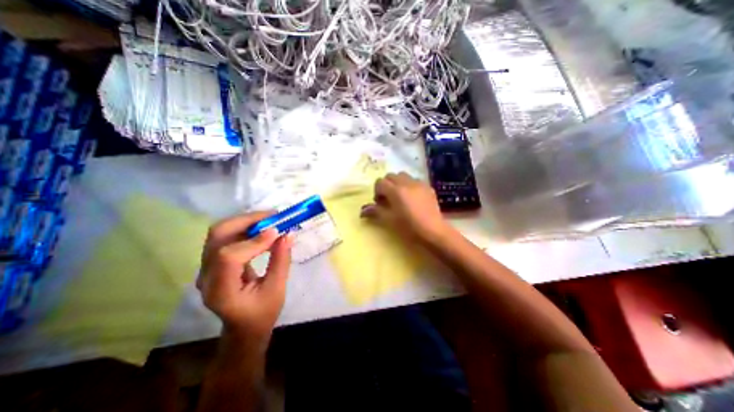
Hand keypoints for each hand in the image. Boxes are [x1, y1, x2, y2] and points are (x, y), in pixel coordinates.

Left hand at [199, 210, 293, 342]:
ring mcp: (207, 267)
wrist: (243, 326)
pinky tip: (262, 228)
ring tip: (270, 219)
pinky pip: (226, 236)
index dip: (254, 241)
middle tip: (273, 216)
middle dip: (247, 220)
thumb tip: (288, 235)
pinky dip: (245, 227)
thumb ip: (281, 261)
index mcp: (220, 291)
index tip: (278, 231)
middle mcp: (206, 275)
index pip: (229, 257)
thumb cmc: (262, 313)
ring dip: (246, 221)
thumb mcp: (277, 290)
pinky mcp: (214, 261)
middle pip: (218, 236)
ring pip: (220, 232)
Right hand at [361, 172, 447, 242]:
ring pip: (403, 176)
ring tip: (400, 196)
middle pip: (391, 176)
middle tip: (388, 198)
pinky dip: (409, 185)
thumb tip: (362, 211)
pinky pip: (415, 180)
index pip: (380, 182)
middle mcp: (406, 183)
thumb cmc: (409, 227)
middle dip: (386, 185)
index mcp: (395, 190)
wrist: (433, 231)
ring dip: (397, 183)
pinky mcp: (428, 187)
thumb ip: (376, 211)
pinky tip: (412, 198)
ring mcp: (419, 183)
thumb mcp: (390, 220)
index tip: (379, 202)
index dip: (377, 191)